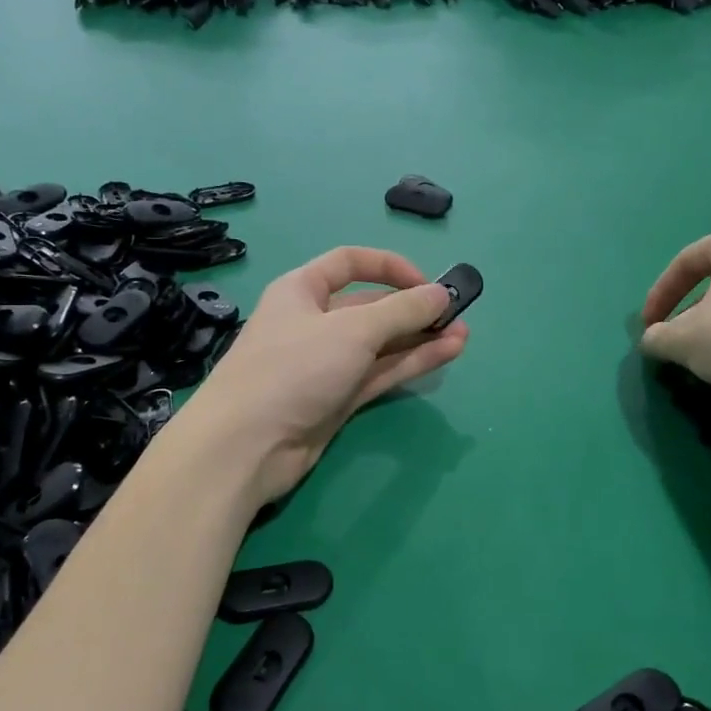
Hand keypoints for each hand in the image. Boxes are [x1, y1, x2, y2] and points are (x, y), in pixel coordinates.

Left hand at [188, 248, 469, 503]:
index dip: (390, 267)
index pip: (350, 263)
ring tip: (463, 335)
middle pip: (371, 306)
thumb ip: (402, 310)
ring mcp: (326, 363)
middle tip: (457, 313)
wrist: (247, 447)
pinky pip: (380, 372)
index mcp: (302, 290)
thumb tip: (442, 293)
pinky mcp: (337, 398)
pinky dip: (411, 363)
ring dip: (419, 338)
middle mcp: (314, 322)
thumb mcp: (353, 330)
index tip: (427, 283)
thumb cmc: (294, 368)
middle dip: (413, 308)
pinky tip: (446, 353)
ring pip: (381, 343)